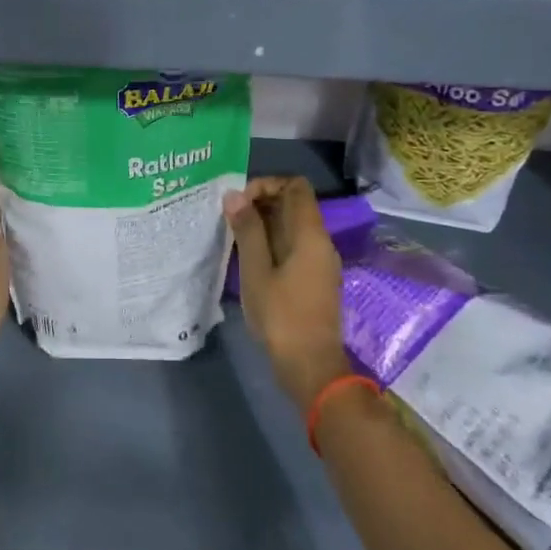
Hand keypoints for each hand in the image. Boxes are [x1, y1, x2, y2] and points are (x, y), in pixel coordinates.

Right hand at [225, 177, 350, 414]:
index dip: (267, 184)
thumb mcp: (256, 270)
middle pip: (294, 204)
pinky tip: (248, 258)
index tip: (239, 201)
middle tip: (230, 218)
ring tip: (234, 236)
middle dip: (262, 202)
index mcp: (310, 234)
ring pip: (292, 226)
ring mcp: (320, 261)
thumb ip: (247, 230)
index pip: (295, 186)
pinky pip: (293, 245)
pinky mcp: (314, 278)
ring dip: (264, 223)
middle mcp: (320, 241)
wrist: (310, 365)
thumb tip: (235, 195)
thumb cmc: (281, 316)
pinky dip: (271, 242)